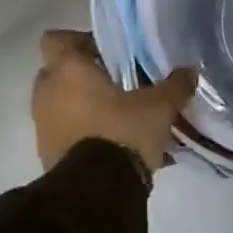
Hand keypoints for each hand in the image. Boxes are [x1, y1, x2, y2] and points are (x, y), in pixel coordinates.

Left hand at [34, 30, 198, 176]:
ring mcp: (42, 125)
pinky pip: (61, 131)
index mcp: (68, 69)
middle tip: (114, 81)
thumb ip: (175, 85)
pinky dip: (78, 132)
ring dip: (80, 105)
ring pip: (59, 103)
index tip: (105, 52)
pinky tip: (110, 142)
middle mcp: (47, 92)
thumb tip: (190, 70)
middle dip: (81, 74)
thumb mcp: (160, 107)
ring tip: (115, 115)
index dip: (77, 41)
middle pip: (57, 71)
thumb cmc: (122, 132)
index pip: (56, 39)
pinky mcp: (45, 154)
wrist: (96, 193)